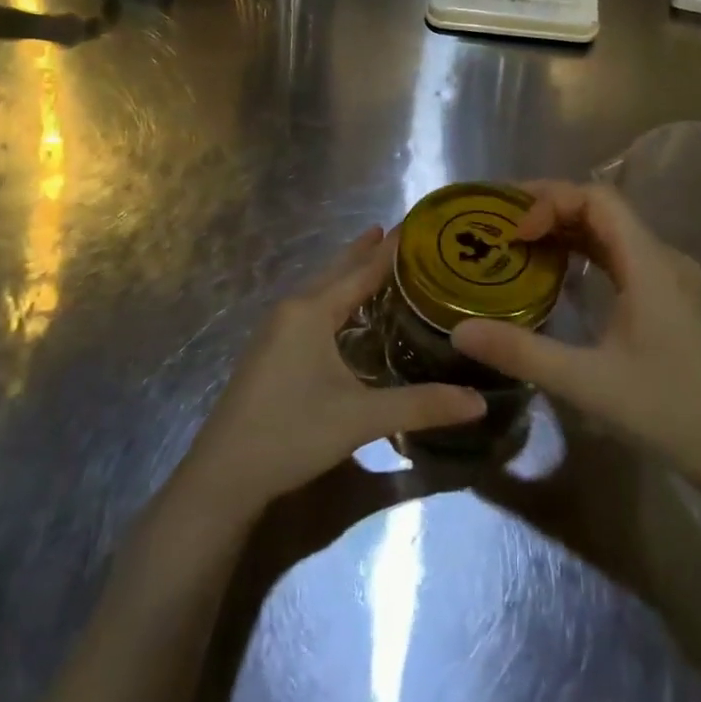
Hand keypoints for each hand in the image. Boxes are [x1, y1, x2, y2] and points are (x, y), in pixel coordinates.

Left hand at [178, 228, 486, 514]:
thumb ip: (422, 406)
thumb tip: (479, 403)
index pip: (361, 270)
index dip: (390, 249)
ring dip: (347, 275)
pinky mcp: (269, 352)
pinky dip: (334, 298)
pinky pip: (309, 310)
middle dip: (365, 251)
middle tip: (398, 233)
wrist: (222, 476)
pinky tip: (345, 315)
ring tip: (375, 262)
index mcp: (311, 311)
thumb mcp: (362, 418)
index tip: (416, 225)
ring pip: (320, 290)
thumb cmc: (292, 433)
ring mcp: (275, 331)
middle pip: (335, 271)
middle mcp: (291, 310)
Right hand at [451, 180, 700, 482]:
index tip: (515, 232)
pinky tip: (560, 276)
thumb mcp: (587, 383)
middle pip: (605, 209)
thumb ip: (521, 352)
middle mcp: (664, 260)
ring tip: (520, 243)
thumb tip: (460, 330)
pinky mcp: (671, 301)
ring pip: (614, 234)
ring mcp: (672, 280)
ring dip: (568, 230)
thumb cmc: (667, 412)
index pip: (599, 199)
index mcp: (650, 264)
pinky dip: (587, 254)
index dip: (552, 201)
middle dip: (552, 208)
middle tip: (502, 225)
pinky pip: (623, 258)